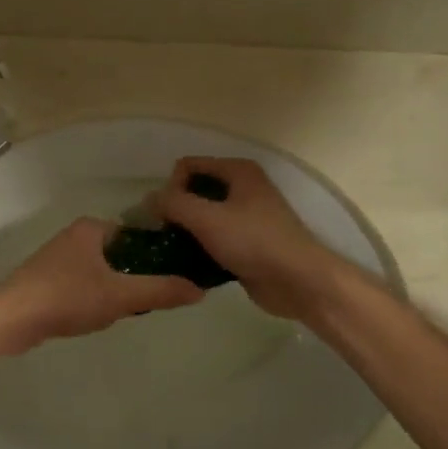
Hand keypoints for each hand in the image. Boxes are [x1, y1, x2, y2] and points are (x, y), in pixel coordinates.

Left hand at [0, 218, 204, 354]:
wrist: (9, 321)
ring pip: (101, 273)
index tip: (169, 281)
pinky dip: (92, 299)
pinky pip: (82, 285)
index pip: (137, 236)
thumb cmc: (66, 298)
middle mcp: (74, 236)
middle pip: (120, 256)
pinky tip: (93, 318)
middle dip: (132, 280)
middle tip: (142, 304)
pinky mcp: (46, 280)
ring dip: (113, 292)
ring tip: (119, 313)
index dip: (156, 258)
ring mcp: (57, 258)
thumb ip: (160, 291)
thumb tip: (200, 290)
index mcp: (91, 228)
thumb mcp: (120, 296)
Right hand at [154, 158, 341, 318]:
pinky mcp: (247, 245)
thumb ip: (173, 203)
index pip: (188, 166)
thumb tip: (149, 199)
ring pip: (204, 218)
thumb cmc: (253, 241)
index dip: (171, 186)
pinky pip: (214, 240)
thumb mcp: (207, 218)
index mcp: (238, 171)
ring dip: (186, 232)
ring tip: (172, 251)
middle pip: (195, 191)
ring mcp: (247, 218)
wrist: (298, 281)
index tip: (166, 215)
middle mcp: (243, 188)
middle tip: (165, 235)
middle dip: (176, 210)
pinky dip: (201, 249)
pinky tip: (189, 265)